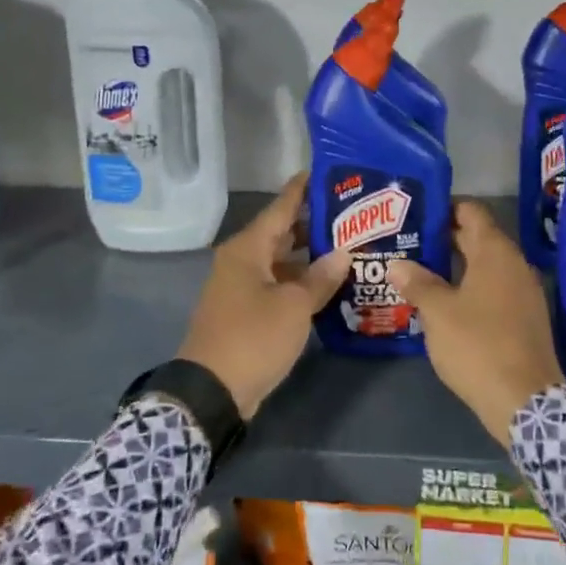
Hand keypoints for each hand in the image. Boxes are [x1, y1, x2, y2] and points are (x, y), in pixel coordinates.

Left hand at [175, 173, 347, 419]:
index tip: (328, 172)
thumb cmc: (253, 337)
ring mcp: (243, 287)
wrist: (212, 392)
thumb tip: (343, 254)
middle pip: (282, 232)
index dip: (303, 189)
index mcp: (248, 249)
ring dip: (311, 256)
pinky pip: (279, 284)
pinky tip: (330, 285)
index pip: (281, 207)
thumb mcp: (294, 306)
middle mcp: (243, 260)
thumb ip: (320, 278)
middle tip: (353, 216)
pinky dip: (301, 281)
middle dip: (315, 224)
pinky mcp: (247, 311)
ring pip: (282, 260)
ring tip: (350, 248)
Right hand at [388, 202, 564, 445]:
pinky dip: (470, 287)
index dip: (445, 207)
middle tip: (409, 242)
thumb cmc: (477, 345)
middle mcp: (514, 264)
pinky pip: (494, 289)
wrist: (524, 400)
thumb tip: (397, 263)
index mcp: (495, 252)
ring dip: (456, 265)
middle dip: (444, 238)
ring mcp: (524, 292)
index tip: (417, 213)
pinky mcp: (525, 318)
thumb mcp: (438, 312)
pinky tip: (445, 303)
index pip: (471, 211)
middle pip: (478, 237)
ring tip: (420, 271)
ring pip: (485, 266)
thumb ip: (417, 283)